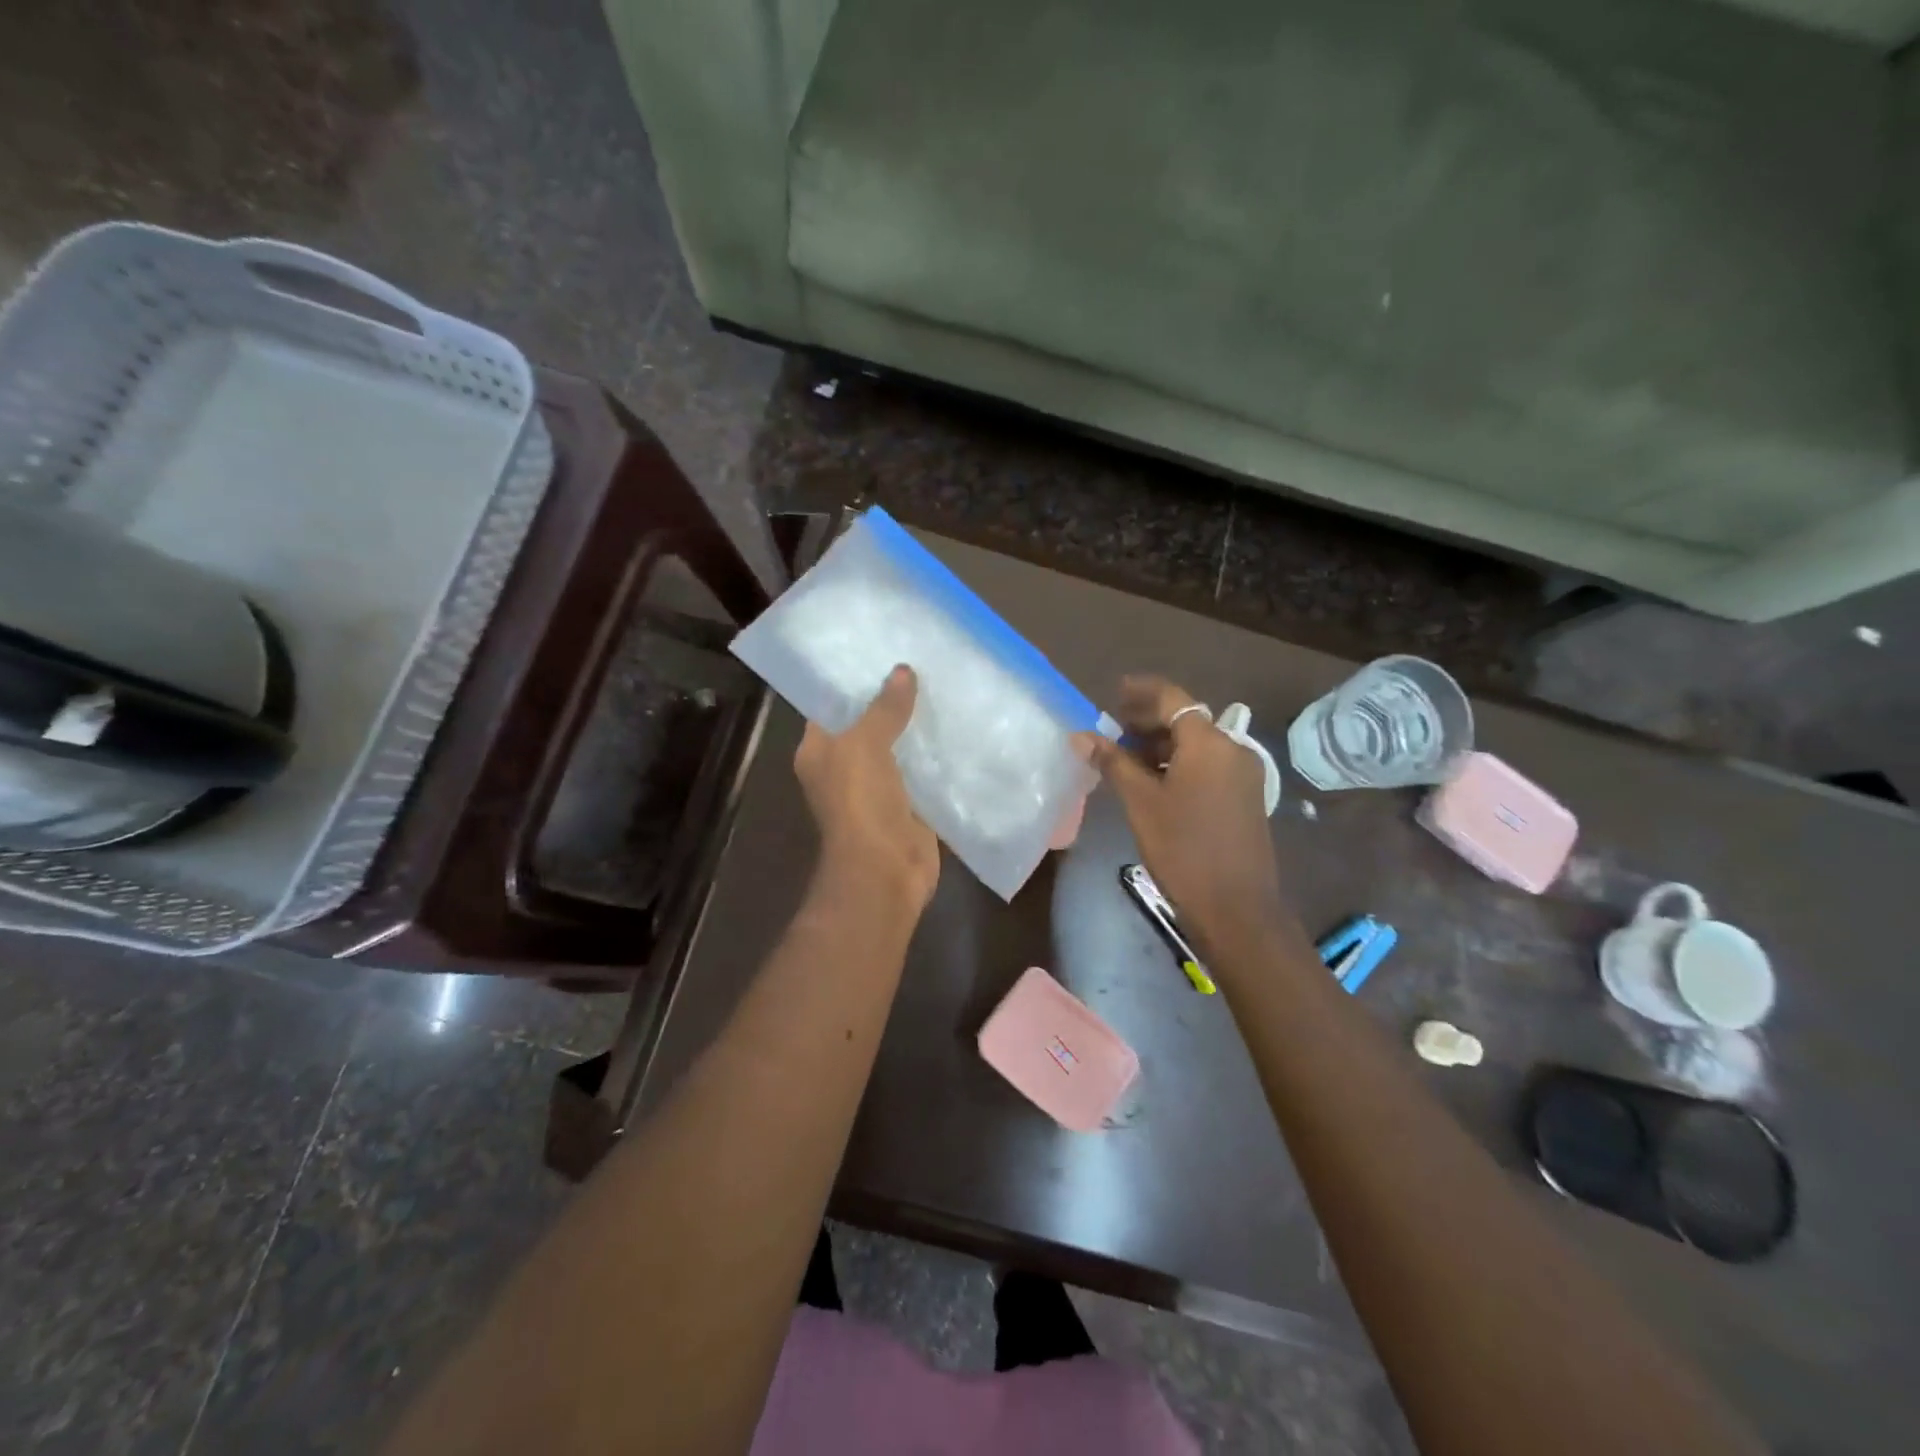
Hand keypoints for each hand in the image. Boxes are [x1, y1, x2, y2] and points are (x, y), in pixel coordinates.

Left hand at [794, 665, 940, 911]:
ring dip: (917, 724)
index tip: (879, 651)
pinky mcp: (909, 803)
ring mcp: (878, 787)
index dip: (852, 680)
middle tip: (920, 661)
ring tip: (944, 684)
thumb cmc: (860, 803)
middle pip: (868, 724)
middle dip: (891, 699)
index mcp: (819, 751)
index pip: (831, 705)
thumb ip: (883, 708)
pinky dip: (937, 753)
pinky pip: (923, 770)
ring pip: (899, 746)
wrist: (885, 870)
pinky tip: (959, 724)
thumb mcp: (864, 745)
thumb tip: (903, 671)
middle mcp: (845, 766)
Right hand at [1078, 675, 1286, 953]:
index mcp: (1209, 743)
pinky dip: (1179, 764)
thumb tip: (1081, 735)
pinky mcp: (1245, 797)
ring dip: (1162, 744)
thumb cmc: (1183, 849)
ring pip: (1197, 745)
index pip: (1172, 699)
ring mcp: (1244, 774)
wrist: (1237, 908)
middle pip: (1186, 720)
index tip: (1113, 691)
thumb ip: (1113, 762)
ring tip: (1125, 756)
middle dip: (1148, 720)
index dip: (1141, 691)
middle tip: (1112, 728)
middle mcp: (1233, 749)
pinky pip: (1208, 766)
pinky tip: (1154, 780)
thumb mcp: (1141, 802)